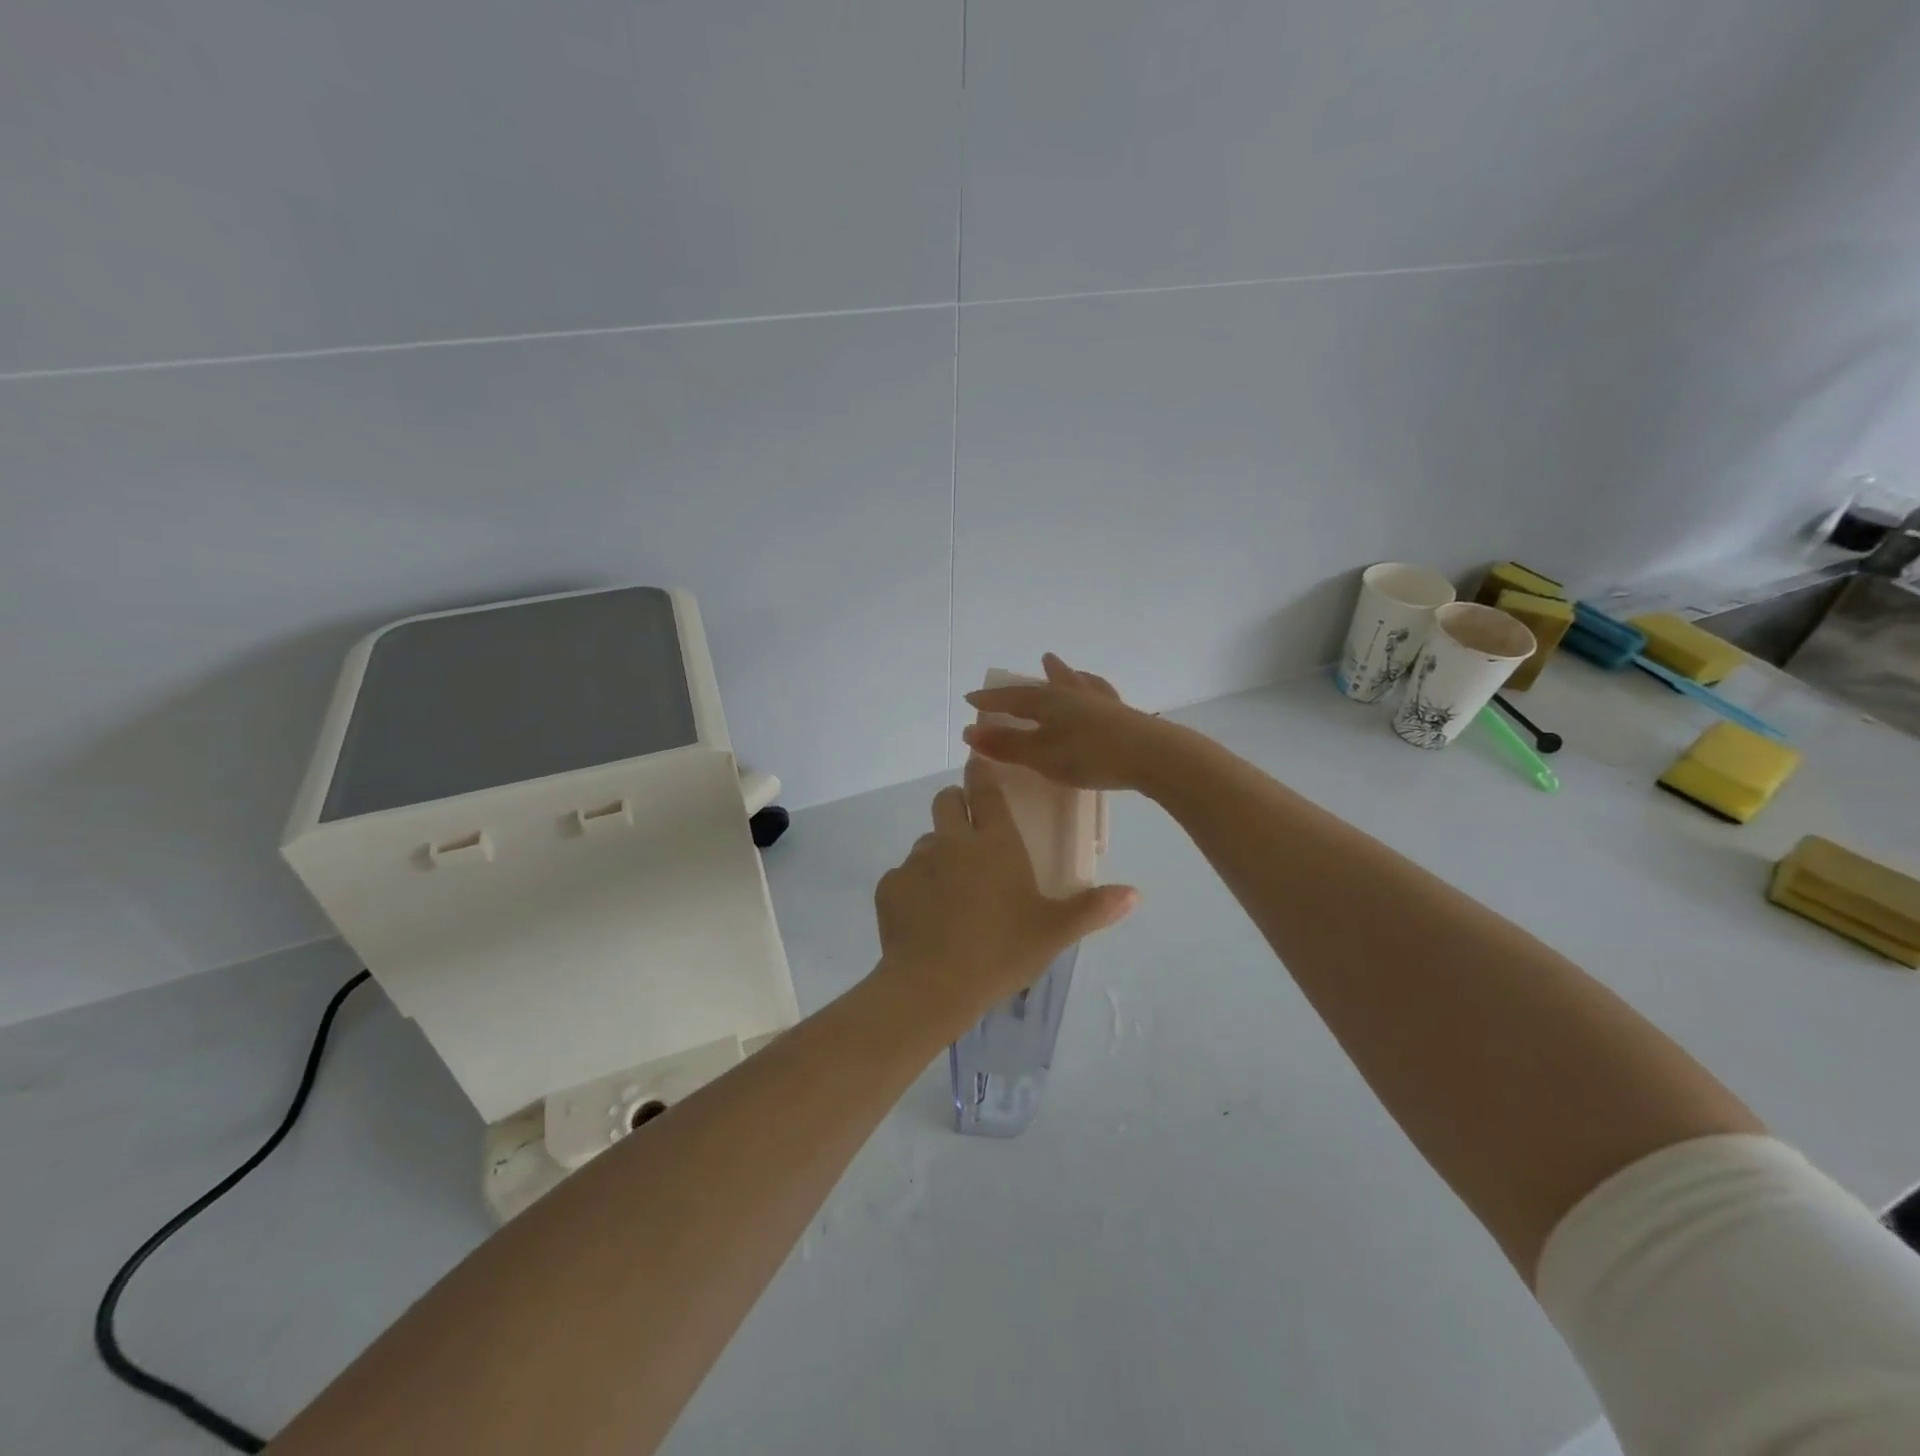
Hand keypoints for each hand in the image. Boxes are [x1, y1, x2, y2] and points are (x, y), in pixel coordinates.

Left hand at [874, 754, 1136, 1027]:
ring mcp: (917, 861)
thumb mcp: (1053, 933)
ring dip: (938, 853)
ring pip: (926, 840)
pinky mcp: (889, 885)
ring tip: (950, 890)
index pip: (985, 790)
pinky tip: (925, 917)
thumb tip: (1135, 893)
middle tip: (969, 833)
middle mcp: (953, 841)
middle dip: (956, 805)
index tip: (978, 762)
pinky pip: (903, 875)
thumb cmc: (1001, 952)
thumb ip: (1092, 909)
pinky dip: (914, 887)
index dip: (981, 772)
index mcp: (995, 843)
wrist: (933, 986)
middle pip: (946, 801)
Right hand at [961, 653, 1172, 791]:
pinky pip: (1102, 697)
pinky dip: (1095, 691)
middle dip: (1039, 677)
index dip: (991, 699)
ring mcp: (1102, 704)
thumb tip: (970, 731)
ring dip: (1069, 676)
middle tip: (1041, 660)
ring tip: (1067, 668)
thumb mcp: (1041, 754)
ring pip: (1080, 684)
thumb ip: (1007, 744)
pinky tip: (1102, 695)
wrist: (1152, 756)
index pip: (1012, 697)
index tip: (971, 697)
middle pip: (1050, 683)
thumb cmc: (1089, 755)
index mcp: (1050, 701)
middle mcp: (1074, 695)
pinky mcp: (1125, 717)